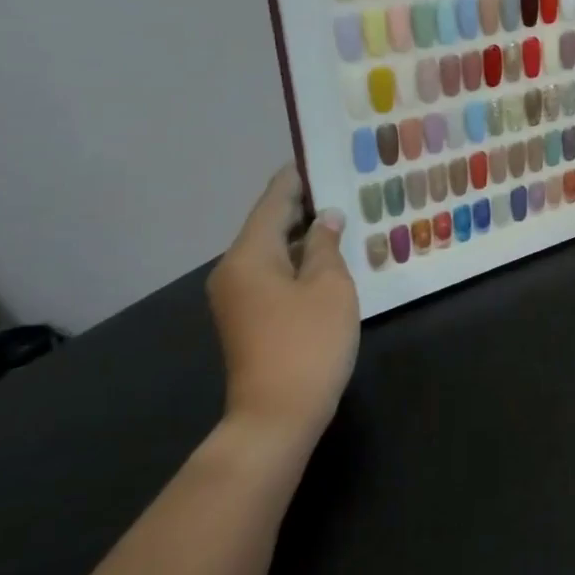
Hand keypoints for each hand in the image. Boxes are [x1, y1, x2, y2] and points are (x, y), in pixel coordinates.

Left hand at [207, 166, 359, 456]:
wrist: (276, 416)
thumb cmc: (308, 343)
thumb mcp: (329, 287)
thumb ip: (327, 246)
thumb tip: (326, 219)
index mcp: (249, 255)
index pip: (273, 202)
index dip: (295, 179)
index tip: (314, 157)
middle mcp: (233, 270)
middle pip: (268, 226)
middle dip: (302, 206)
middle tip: (339, 187)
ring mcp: (236, 298)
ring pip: (271, 252)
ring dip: (303, 236)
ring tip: (340, 218)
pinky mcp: (247, 320)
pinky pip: (272, 275)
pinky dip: (297, 261)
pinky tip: (326, 260)